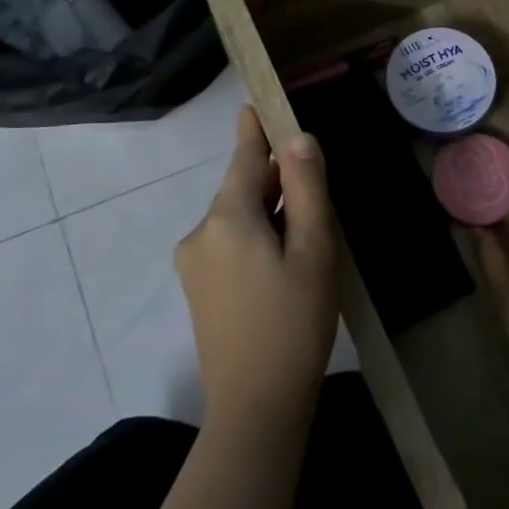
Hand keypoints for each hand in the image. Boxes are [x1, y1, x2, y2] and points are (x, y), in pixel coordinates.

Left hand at [175, 106, 339, 429]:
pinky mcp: (199, 291)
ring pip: (236, 219)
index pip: (243, 161)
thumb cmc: (294, 321)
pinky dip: (255, 235)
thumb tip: (299, 140)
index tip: (253, 104)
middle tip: (309, 173)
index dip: (254, 132)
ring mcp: (194, 265)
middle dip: (271, 178)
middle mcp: (201, 234)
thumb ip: (305, 190)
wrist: (256, 404)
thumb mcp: (314, 250)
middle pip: (239, 190)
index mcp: (227, 219)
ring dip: (267, 211)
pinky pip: (229, 244)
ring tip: (305, 223)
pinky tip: (283, 256)